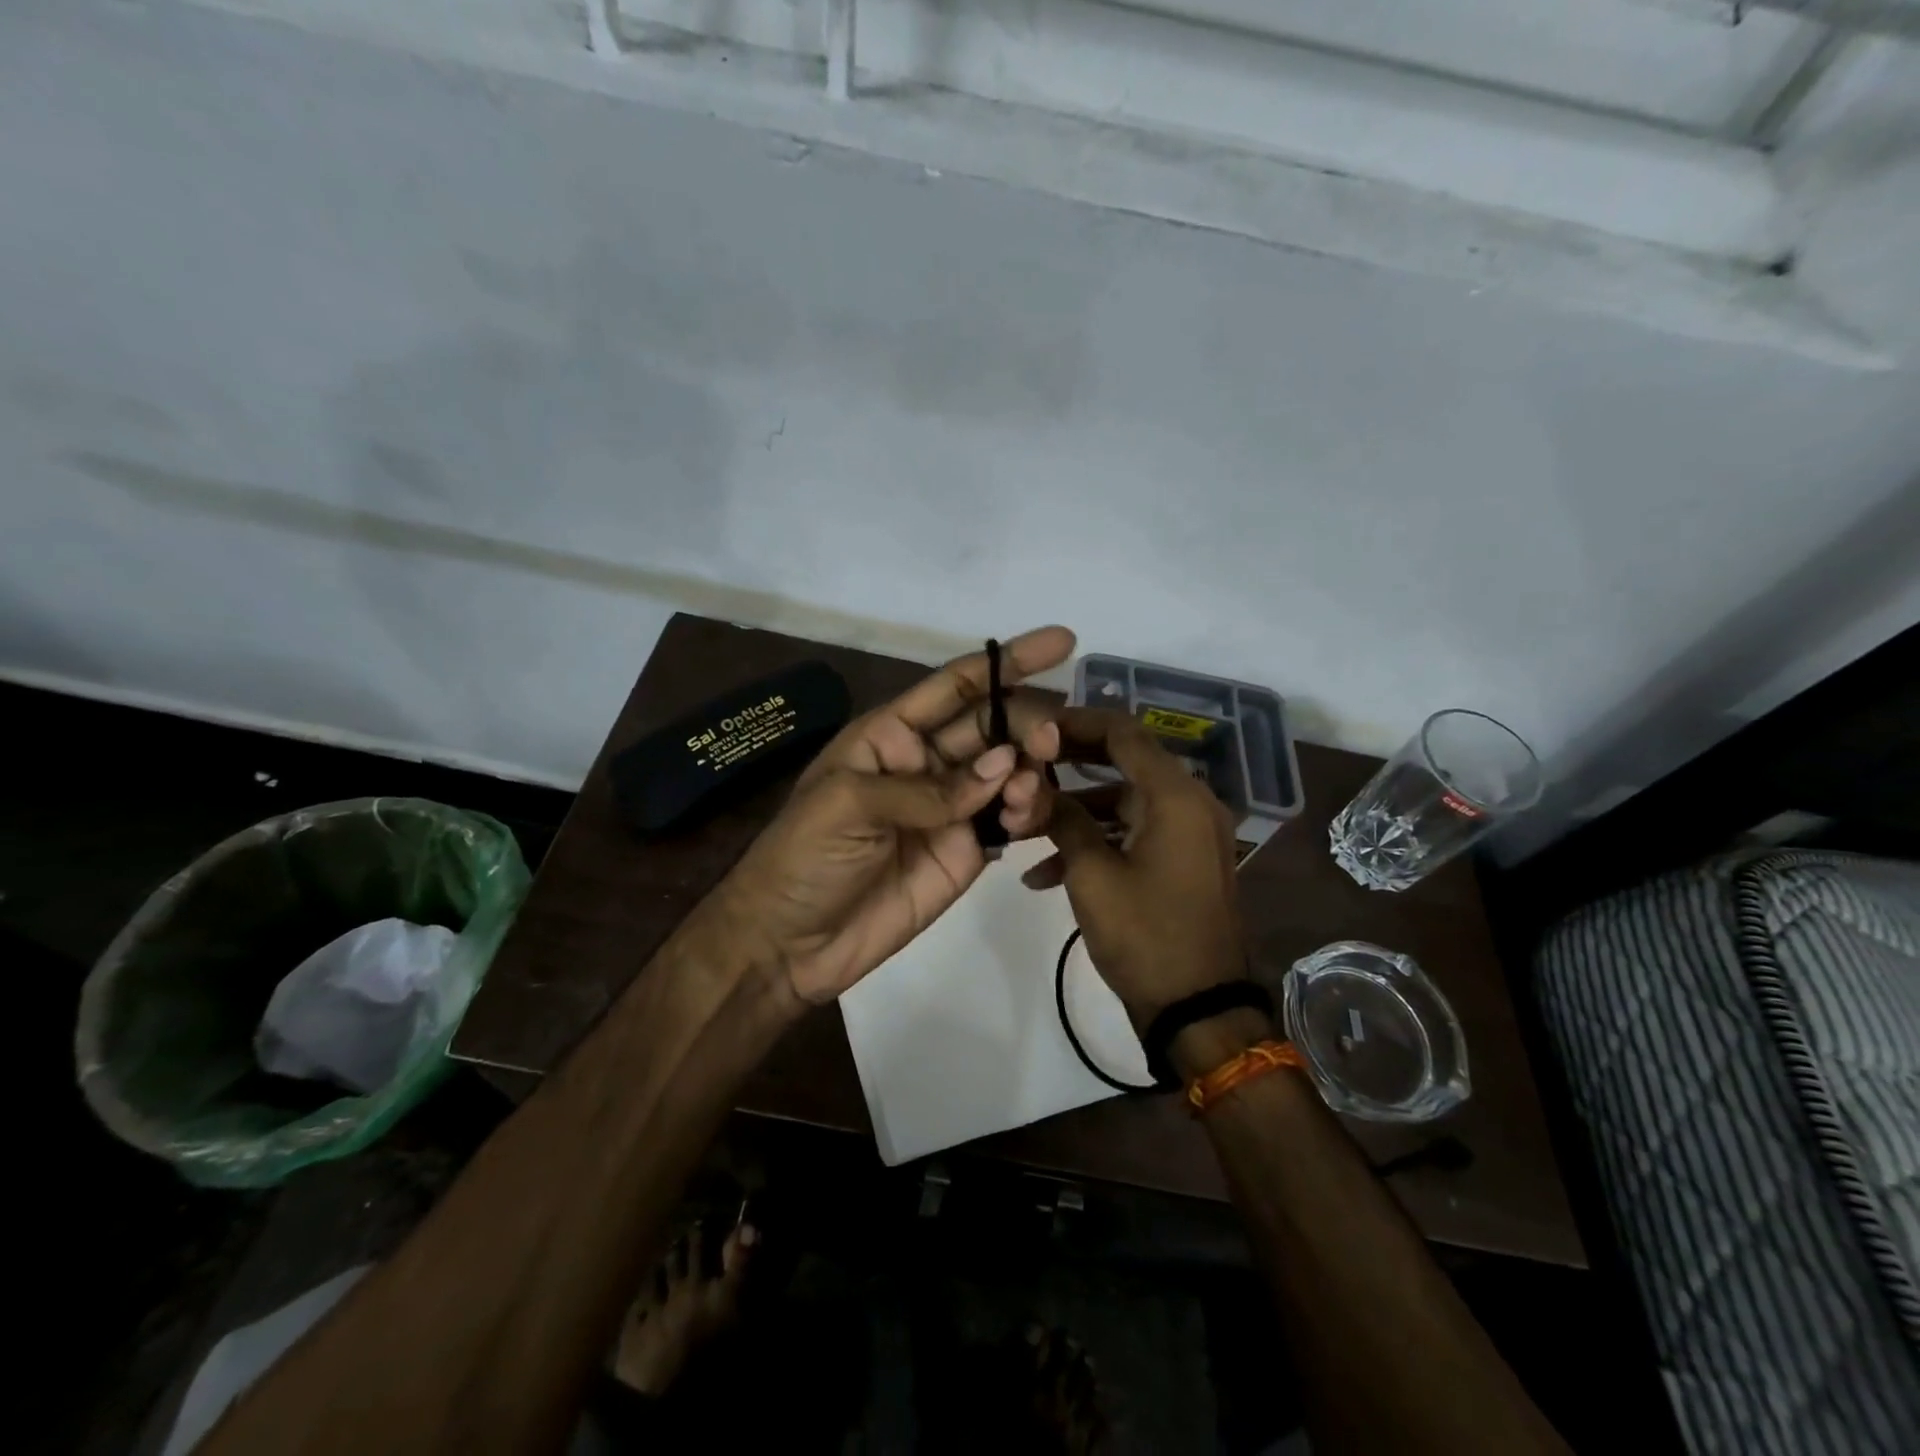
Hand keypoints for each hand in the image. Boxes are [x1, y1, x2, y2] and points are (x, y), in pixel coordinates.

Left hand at [706, 627, 1071, 1005]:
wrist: (790, 943)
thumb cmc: (803, 856)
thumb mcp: (849, 804)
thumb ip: (928, 787)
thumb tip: (1003, 767)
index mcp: (892, 734)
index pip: (956, 686)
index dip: (1006, 661)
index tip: (1061, 642)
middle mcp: (928, 762)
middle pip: (992, 725)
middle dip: (1027, 721)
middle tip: (1051, 736)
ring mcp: (952, 808)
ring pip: (1009, 771)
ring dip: (1030, 768)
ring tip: (1029, 784)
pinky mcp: (969, 851)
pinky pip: (1010, 819)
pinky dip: (1028, 811)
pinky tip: (1023, 817)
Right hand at [1027, 708, 1248, 1030]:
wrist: (1197, 1010)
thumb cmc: (1144, 935)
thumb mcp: (1092, 875)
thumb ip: (1063, 821)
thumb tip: (1035, 788)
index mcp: (1176, 797)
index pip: (1124, 733)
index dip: (1076, 723)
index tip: (1034, 729)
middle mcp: (1189, 804)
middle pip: (1123, 764)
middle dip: (1068, 767)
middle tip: (1024, 767)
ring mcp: (1187, 835)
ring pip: (1122, 803)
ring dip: (1074, 814)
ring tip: (1022, 832)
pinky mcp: (1180, 861)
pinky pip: (1133, 835)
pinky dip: (1096, 844)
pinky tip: (1043, 876)